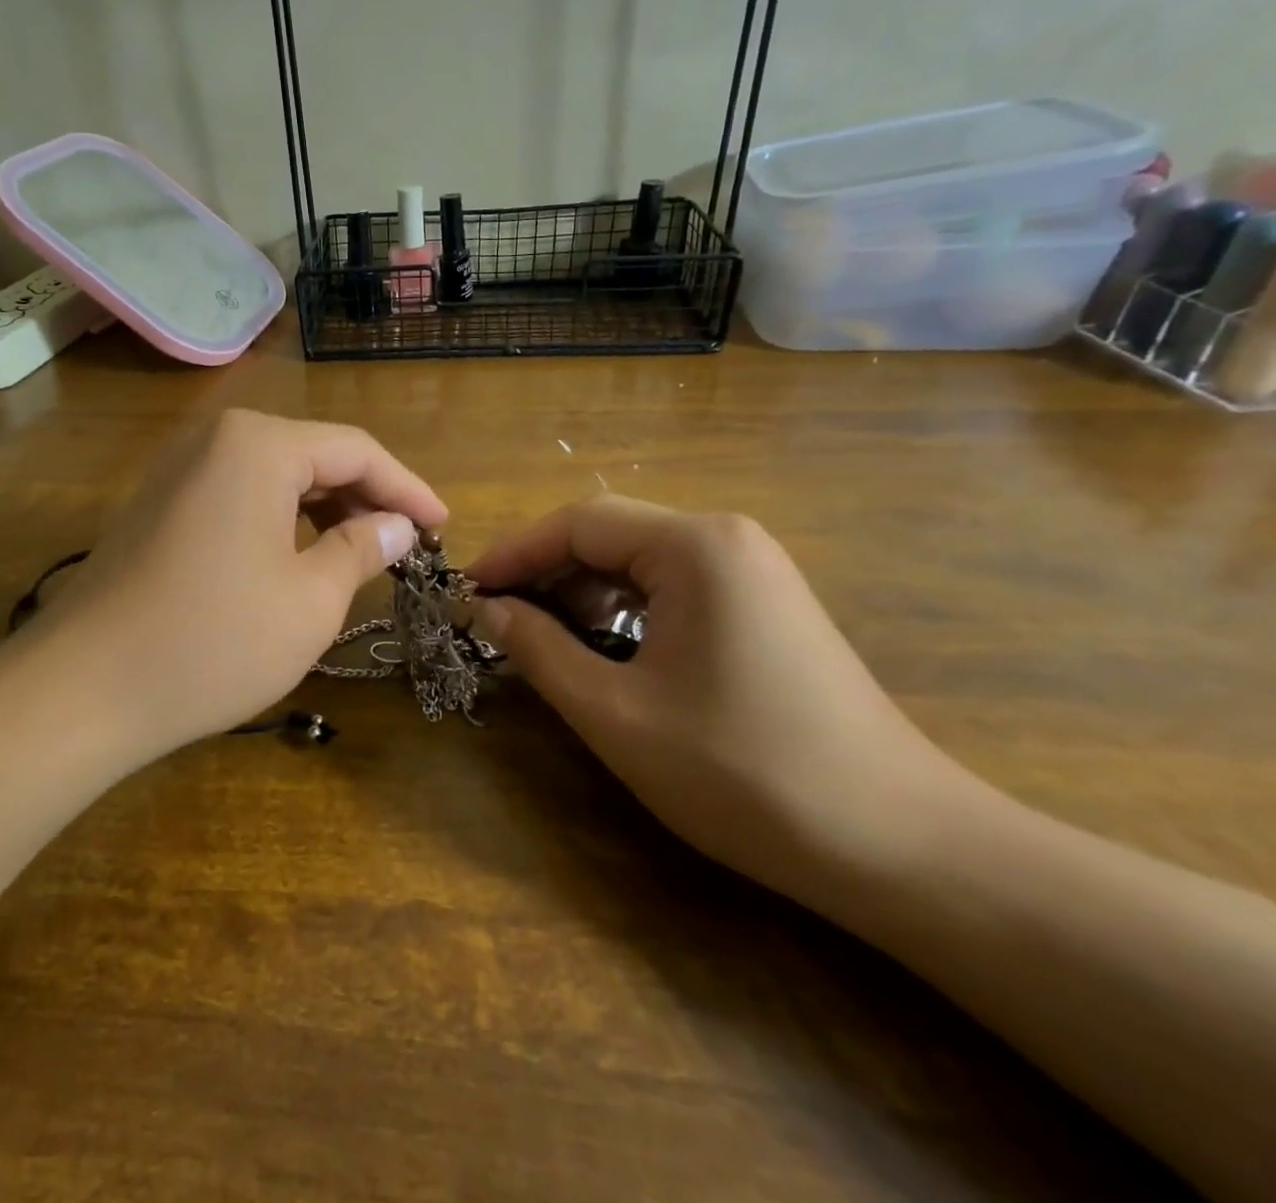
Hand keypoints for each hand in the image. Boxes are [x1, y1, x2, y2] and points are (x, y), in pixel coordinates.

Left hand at [30, 410, 447, 756]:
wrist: (82, 689)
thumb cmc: (212, 641)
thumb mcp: (310, 600)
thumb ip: (361, 550)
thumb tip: (396, 526)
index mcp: (259, 444)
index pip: (355, 450)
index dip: (407, 487)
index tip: (443, 526)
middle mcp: (215, 437)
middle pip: (313, 455)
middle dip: (364, 498)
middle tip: (404, 545)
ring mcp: (178, 468)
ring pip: (275, 476)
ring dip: (323, 510)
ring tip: (359, 554)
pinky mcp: (158, 502)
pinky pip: (238, 495)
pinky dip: (279, 520)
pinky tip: (297, 557)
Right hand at [467, 496, 978, 908]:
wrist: (901, 846)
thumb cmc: (743, 773)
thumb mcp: (616, 713)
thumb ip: (539, 650)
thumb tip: (487, 609)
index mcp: (694, 547)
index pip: (577, 523)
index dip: (513, 554)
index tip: (467, 593)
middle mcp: (726, 539)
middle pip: (609, 534)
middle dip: (545, 573)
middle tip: (496, 620)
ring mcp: (754, 571)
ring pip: (640, 561)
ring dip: (582, 593)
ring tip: (543, 639)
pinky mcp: (766, 606)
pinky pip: (673, 587)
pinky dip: (625, 610)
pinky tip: (606, 650)